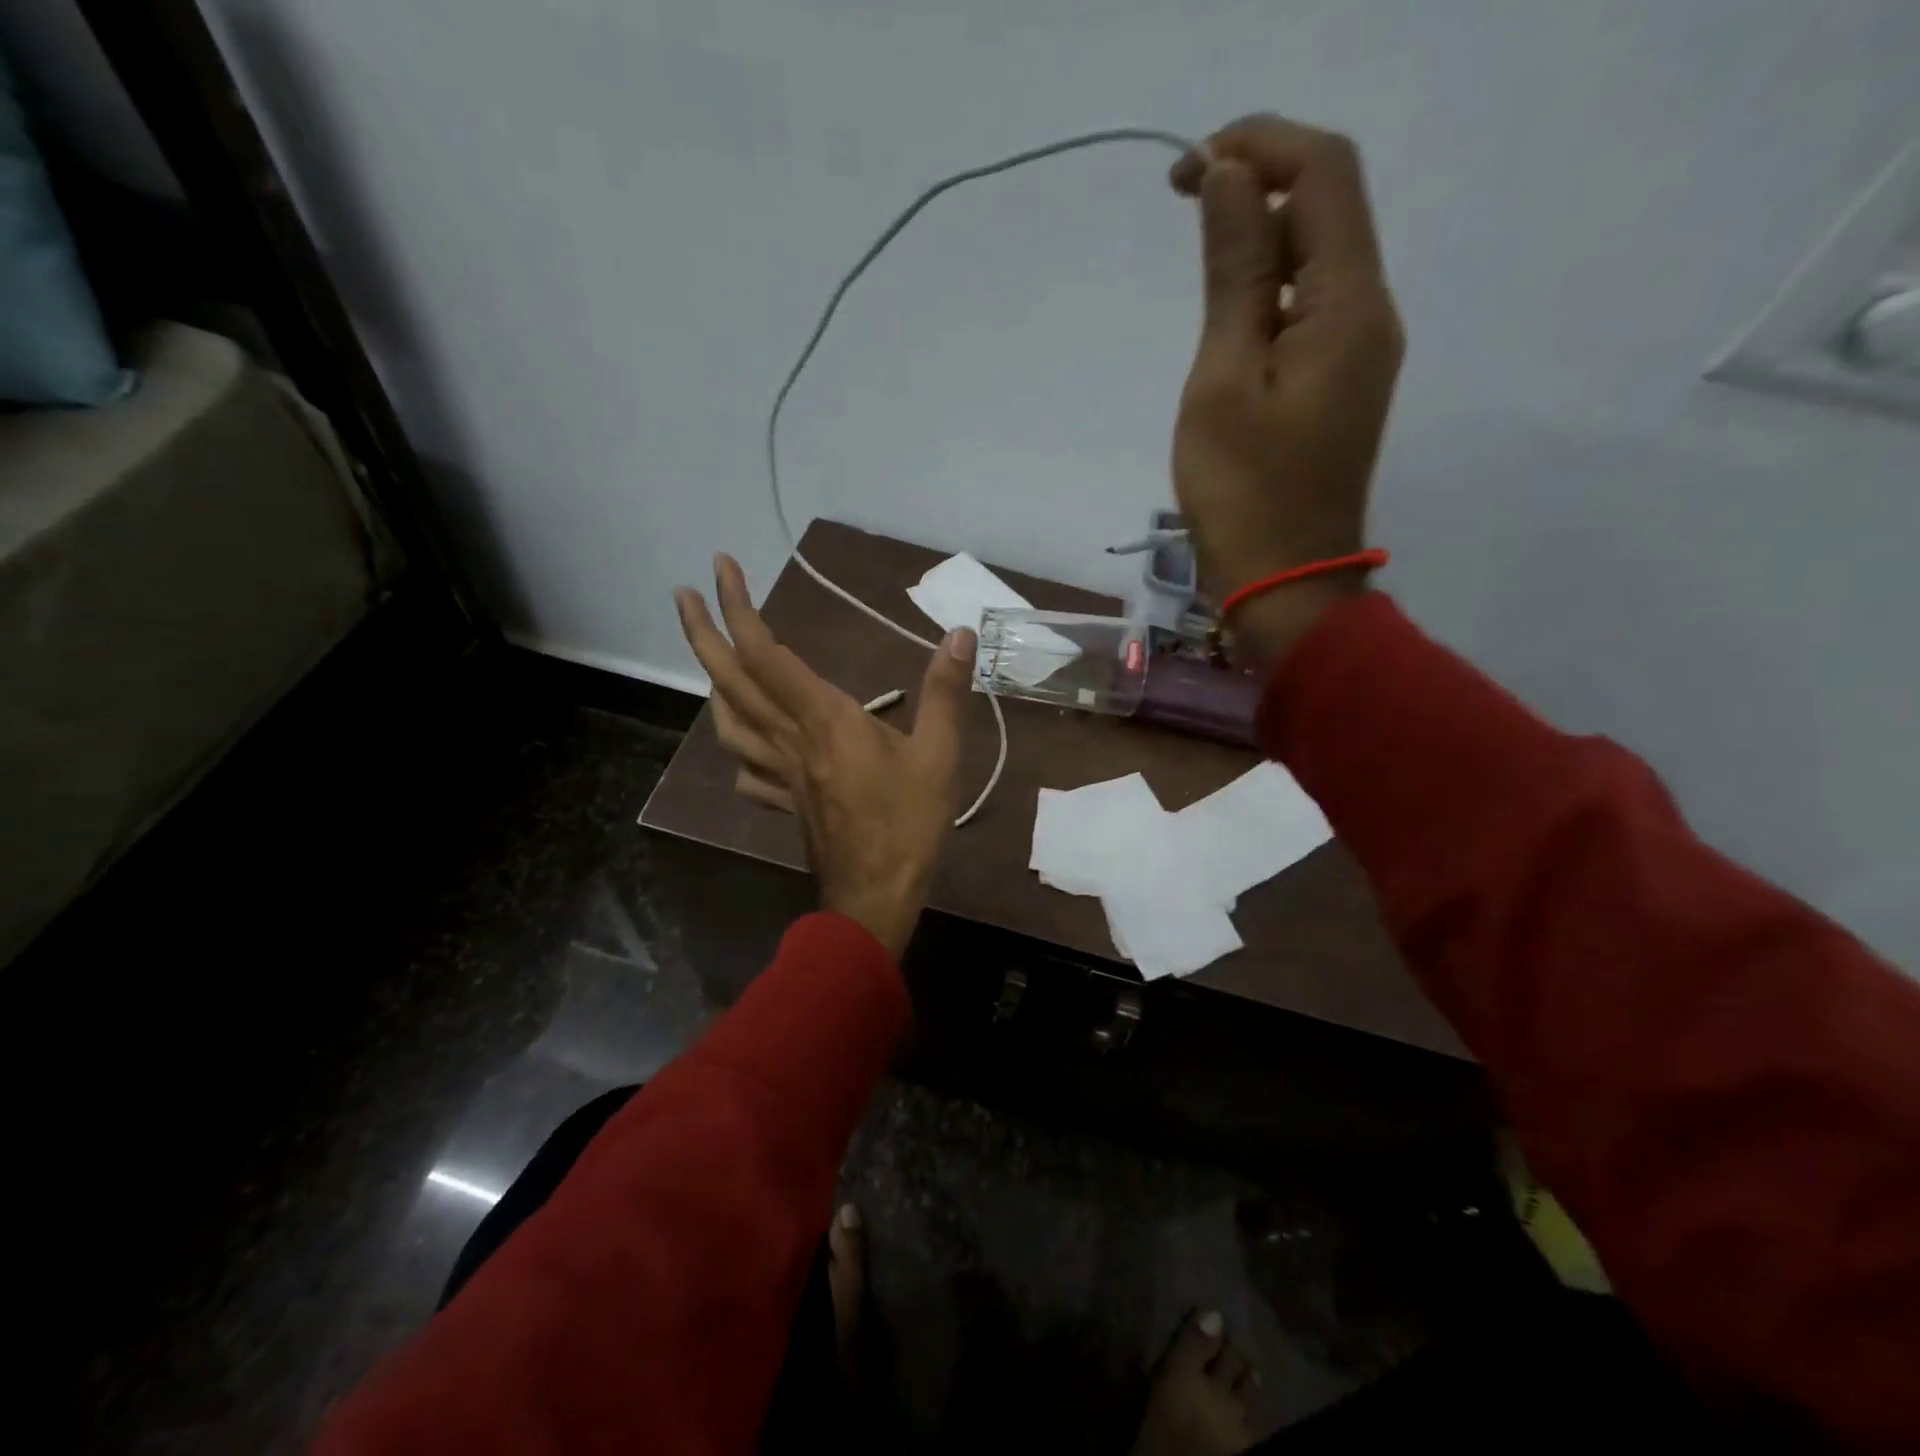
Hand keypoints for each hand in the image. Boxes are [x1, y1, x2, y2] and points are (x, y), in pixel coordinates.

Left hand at [674, 555, 975, 957]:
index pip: (765, 653)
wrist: (875, 897)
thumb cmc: (907, 825)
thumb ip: (944, 692)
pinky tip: (744, 743)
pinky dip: (737, 746)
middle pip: (730, 681)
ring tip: (712, 660)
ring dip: (711, 684)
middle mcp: (789, 739)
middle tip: (683, 595)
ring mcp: (780, 774)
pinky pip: (747, 769)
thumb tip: (959, 634)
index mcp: (822, 719)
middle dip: (702, 633)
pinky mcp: (785, 802)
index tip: (721, 567)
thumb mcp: (939, 755)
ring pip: (728, 723)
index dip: (738, 606)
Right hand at [1169, 115, 1404, 665]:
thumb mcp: (1224, 380)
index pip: (1324, 174)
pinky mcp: (1340, 384)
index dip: (1260, 146)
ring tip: (1198, 264)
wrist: (1284, 582)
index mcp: (1350, 304)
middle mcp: (1371, 312)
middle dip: (1258, 185)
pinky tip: (1229, 317)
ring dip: (1262, 239)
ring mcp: (1360, 352)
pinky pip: (1311, 308)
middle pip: (1329, 207)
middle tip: (1183, 207)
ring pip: (1320, 259)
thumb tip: (1229, 178)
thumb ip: (1234, 275)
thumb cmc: (1244, 493)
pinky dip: (1270, 291)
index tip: (1188, 169)